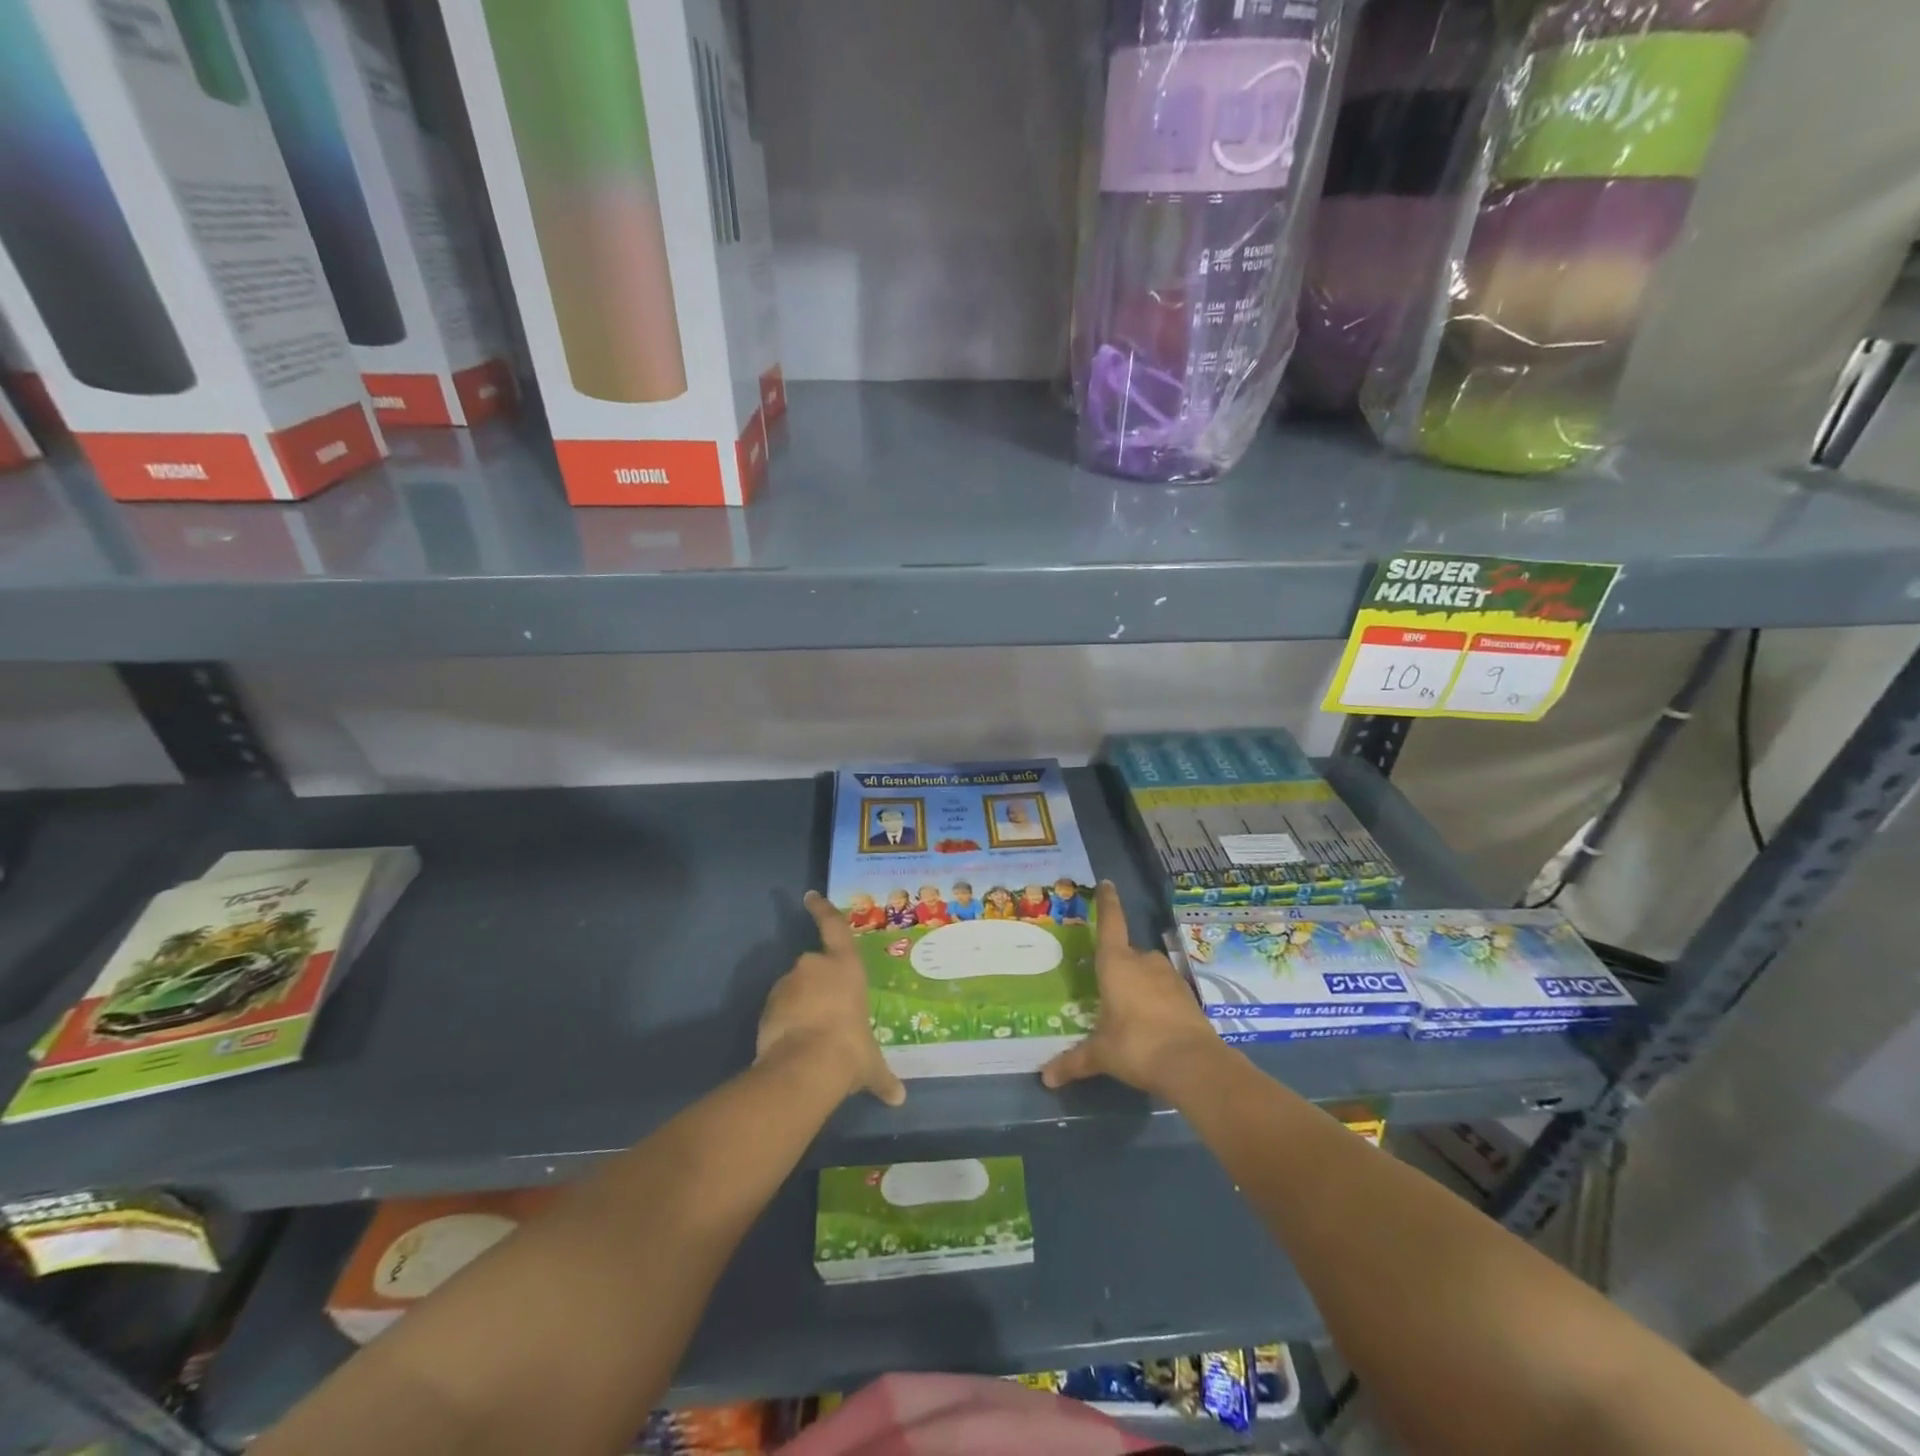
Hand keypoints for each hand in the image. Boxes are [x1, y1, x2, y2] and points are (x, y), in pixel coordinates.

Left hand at [756, 893, 906, 1106]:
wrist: (806, 1066)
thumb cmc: (850, 1050)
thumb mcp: (871, 1064)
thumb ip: (883, 1077)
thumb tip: (899, 1099)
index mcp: (846, 967)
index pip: (834, 927)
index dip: (822, 910)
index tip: (810, 896)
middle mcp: (815, 966)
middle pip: (813, 966)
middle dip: (816, 985)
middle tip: (825, 1013)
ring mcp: (788, 984)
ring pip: (793, 989)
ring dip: (799, 1005)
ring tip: (809, 1035)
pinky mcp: (768, 1005)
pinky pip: (778, 1009)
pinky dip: (783, 1020)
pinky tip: (792, 1044)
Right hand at [1041, 882, 1222, 1098]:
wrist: (1193, 1064)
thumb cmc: (1136, 1046)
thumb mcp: (1101, 1054)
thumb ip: (1074, 1062)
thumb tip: (1045, 1078)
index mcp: (1116, 964)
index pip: (1110, 923)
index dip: (1107, 902)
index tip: (1106, 883)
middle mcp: (1143, 961)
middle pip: (1127, 952)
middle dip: (1117, 965)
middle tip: (1105, 987)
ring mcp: (1169, 976)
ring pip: (1148, 970)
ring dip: (1138, 983)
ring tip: (1128, 1009)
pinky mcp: (1187, 995)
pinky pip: (1164, 989)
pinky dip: (1156, 999)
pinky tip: (1151, 1022)